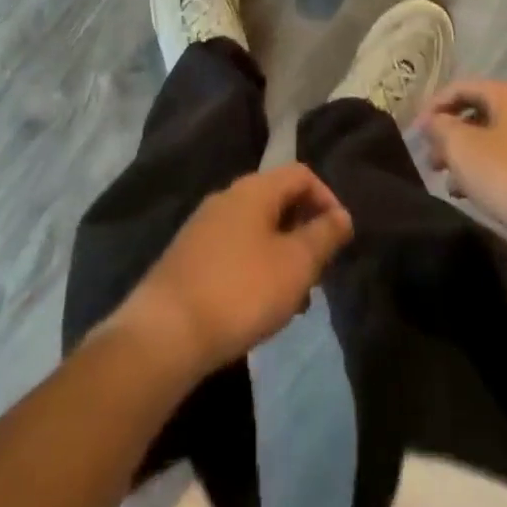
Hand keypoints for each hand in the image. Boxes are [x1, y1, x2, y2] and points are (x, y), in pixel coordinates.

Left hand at [114, 164, 353, 381]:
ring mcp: (204, 225)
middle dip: (304, 230)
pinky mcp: (189, 255)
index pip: (301, 174)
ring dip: (282, 253)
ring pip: (257, 227)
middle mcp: (228, 196)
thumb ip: (323, 236)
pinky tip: (258, 305)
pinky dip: (256, 266)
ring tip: (293, 298)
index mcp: (254, 189)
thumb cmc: (240, 291)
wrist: (165, 332)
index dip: (327, 199)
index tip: (341, 238)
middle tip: (319, 272)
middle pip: (278, 199)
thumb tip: (342, 215)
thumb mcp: (295, 265)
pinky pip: (235, 248)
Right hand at [416, 79, 506, 251]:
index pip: (462, 87)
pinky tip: (479, 195)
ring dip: (469, 157)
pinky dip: (492, 171)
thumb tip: (433, 120)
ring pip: (496, 139)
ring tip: (450, 184)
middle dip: (451, 136)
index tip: (415, 132)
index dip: (434, 107)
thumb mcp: (463, 148)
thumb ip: (441, 128)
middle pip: (480, 114)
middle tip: (432, 162)